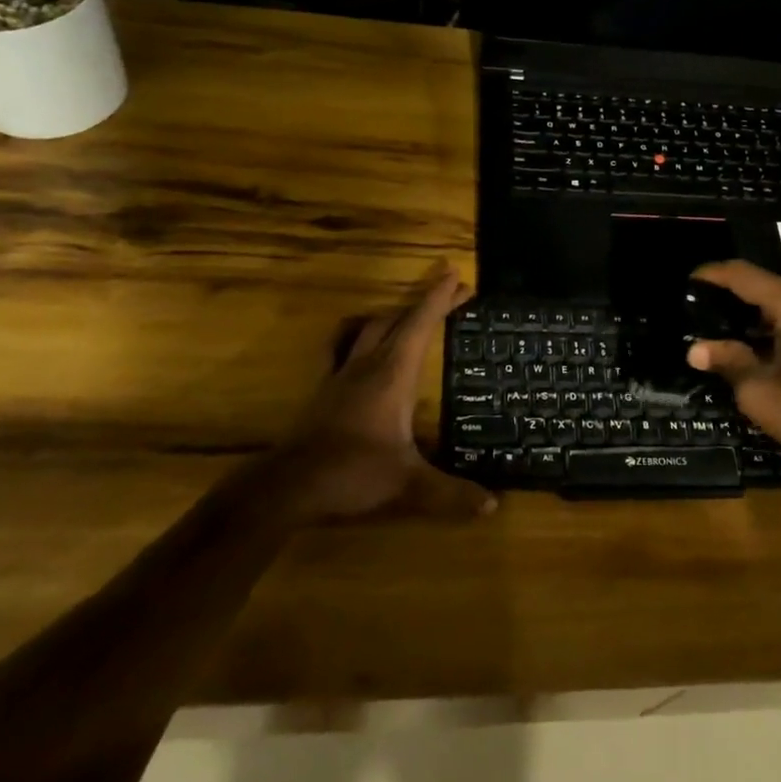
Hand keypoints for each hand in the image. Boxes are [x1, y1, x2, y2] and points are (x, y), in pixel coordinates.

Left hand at [283, 263, 497, 521]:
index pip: (421, 324)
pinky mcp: (326, 390)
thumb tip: (493, 505)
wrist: (287, 487)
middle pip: (399, 319)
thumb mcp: (408, 485)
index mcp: (393, 374)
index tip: (457, 276)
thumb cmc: (352, 474)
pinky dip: (363, 337)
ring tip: (414, 314)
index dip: (440, 298)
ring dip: (397, 316)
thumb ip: (451, 493)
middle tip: (452, 292)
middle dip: (426, 302)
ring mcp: (342, 375)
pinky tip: (363, 346)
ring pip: (371, 329)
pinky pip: (346, 348)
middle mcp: (368, 364)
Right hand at [686, 261, 780, 474]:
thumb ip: (729, 361)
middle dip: (734, 295)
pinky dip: (778, 323)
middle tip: (703, 309)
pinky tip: (760, 342)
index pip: (745, 275)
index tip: (690, 280)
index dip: (714, 274)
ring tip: (725, 326)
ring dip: (757, 312)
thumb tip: (694, 349)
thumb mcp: (760, 392)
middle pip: (766, 286)